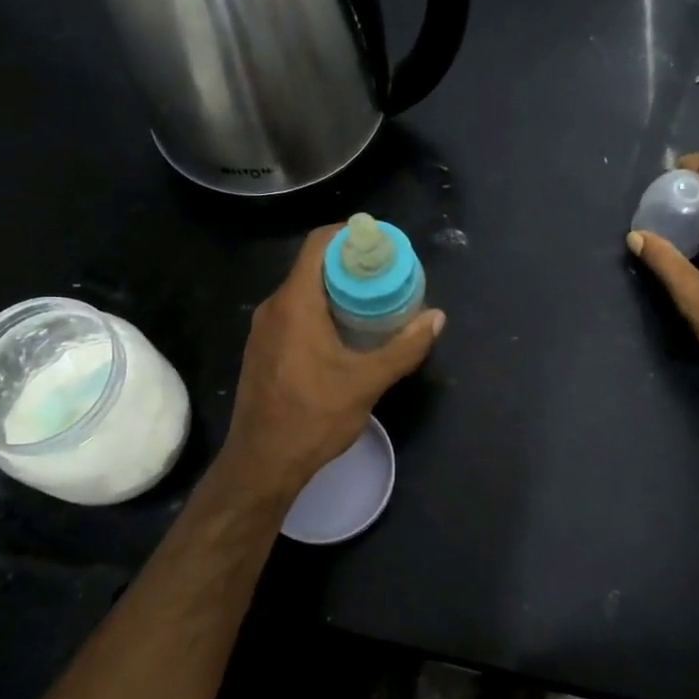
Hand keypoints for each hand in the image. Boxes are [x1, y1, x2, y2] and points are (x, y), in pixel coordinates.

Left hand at [223, 225, 444, 490]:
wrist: (261, 464)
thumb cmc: (313, 417)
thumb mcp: (367, 382)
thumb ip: (404, 348)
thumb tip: (437, 317)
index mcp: (295, 303)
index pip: (319, 244)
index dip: (350, 234)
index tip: (382, 244)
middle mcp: (274, 308)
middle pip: (313, 266)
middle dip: (351, 265)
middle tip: (388, 276)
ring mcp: (264, 330)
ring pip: (303, 292)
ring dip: (337, 291)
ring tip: (374, 303)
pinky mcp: (263, 350)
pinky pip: (294, 314)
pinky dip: (322, 311)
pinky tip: (347, 334)